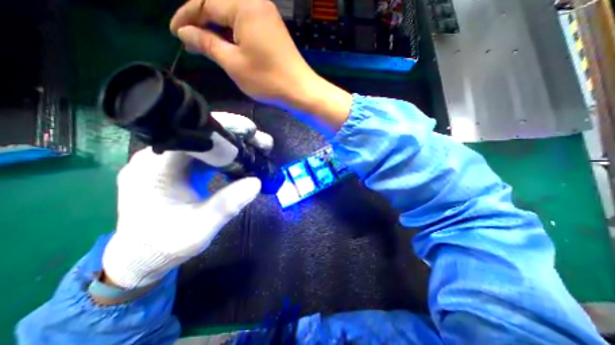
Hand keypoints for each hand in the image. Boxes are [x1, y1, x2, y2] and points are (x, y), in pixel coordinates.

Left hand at [101, 112, 271, 288]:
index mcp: (156, 168)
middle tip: (263, 143)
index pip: (191, 133)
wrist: (141, 256)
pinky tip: (242, 160)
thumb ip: (227, 205)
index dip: (223, 128)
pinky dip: (227, 154)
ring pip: (207, 142)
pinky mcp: (179, 167)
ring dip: (234, 144)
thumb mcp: (200, 229)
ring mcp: (168, 161)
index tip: (251, 132)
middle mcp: (158, 157)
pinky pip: (206, 153)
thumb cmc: (165, 246)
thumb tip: (257, 182)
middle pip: (202, 134)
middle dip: (236, 135)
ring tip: (259, 148)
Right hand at [169, 0, 350, 133]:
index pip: (205, 2)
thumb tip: (185, 32)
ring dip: (218, 30)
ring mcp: (267, 16)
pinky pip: (247, 25)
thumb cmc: (267, 79)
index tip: (175, 34)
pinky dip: (234, 35)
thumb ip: (207, 44)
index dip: (186, 18)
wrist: (300, 90)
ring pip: (233, 17)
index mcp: (244, 5)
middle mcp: (256, 3)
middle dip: (203, 23)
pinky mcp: (273, 30)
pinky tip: (229, 47)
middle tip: (191, 43)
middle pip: (220, 6)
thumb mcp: (233, 63)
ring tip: (208, 47)